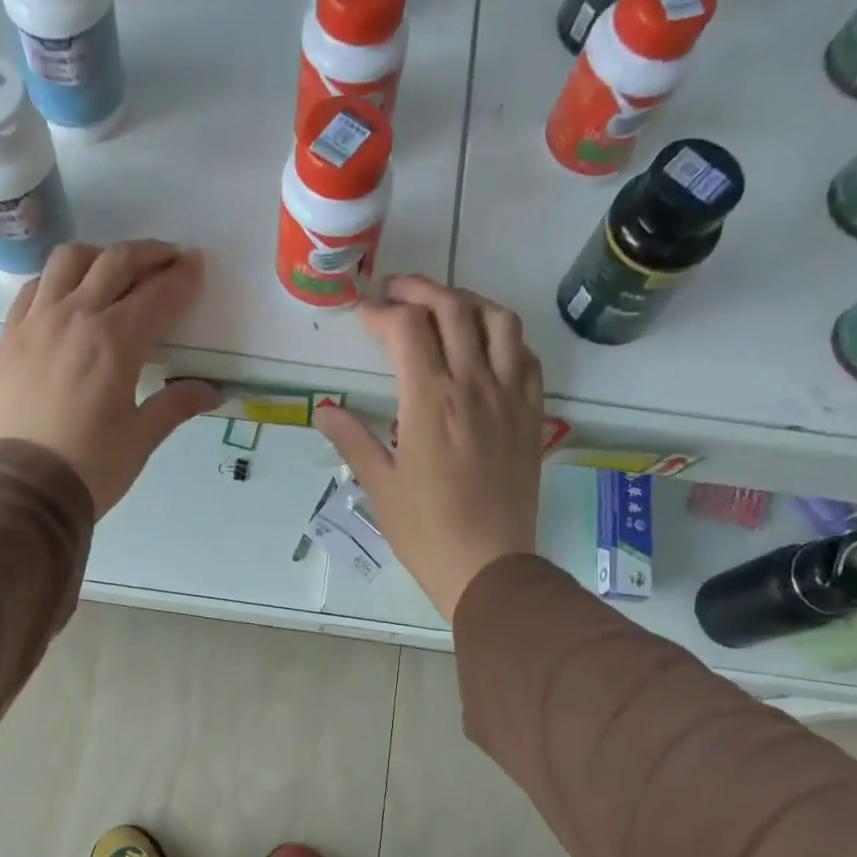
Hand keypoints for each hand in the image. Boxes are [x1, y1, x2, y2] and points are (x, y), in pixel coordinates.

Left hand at [0, 240, 220, 516]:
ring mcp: (36, 321)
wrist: (24, 488)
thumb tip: (212, 392)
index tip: (197, 267)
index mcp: (115, 341)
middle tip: (170, 258)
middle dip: (150, 255)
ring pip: (69, 260)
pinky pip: (35, 286)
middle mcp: (75, 316)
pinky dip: (58, 278)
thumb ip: (176, 405)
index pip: (157, 295)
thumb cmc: (91, 467)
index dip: (182, 278)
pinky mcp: (10, 335)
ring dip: (101, 256)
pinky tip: (68, 293)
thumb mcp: (141, 438)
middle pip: (116, 263)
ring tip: (116, 269)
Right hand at [316, 277, 545, 619]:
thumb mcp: (380, 486)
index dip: (380, 311)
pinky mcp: (532, 413)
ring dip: (468, 302)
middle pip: (453, 308)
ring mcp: (510, 396)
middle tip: (395, 294)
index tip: (361, 313)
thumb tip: (324, 409)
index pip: (407, 328)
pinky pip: (526, 354)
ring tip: (443, 309)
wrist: (489, 565)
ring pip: (499, 320)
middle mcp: (474, 384)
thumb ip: (353, 440)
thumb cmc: (425, 532)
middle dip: (420, 290)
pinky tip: (485, 346)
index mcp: (430, 401)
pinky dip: (503, 335)